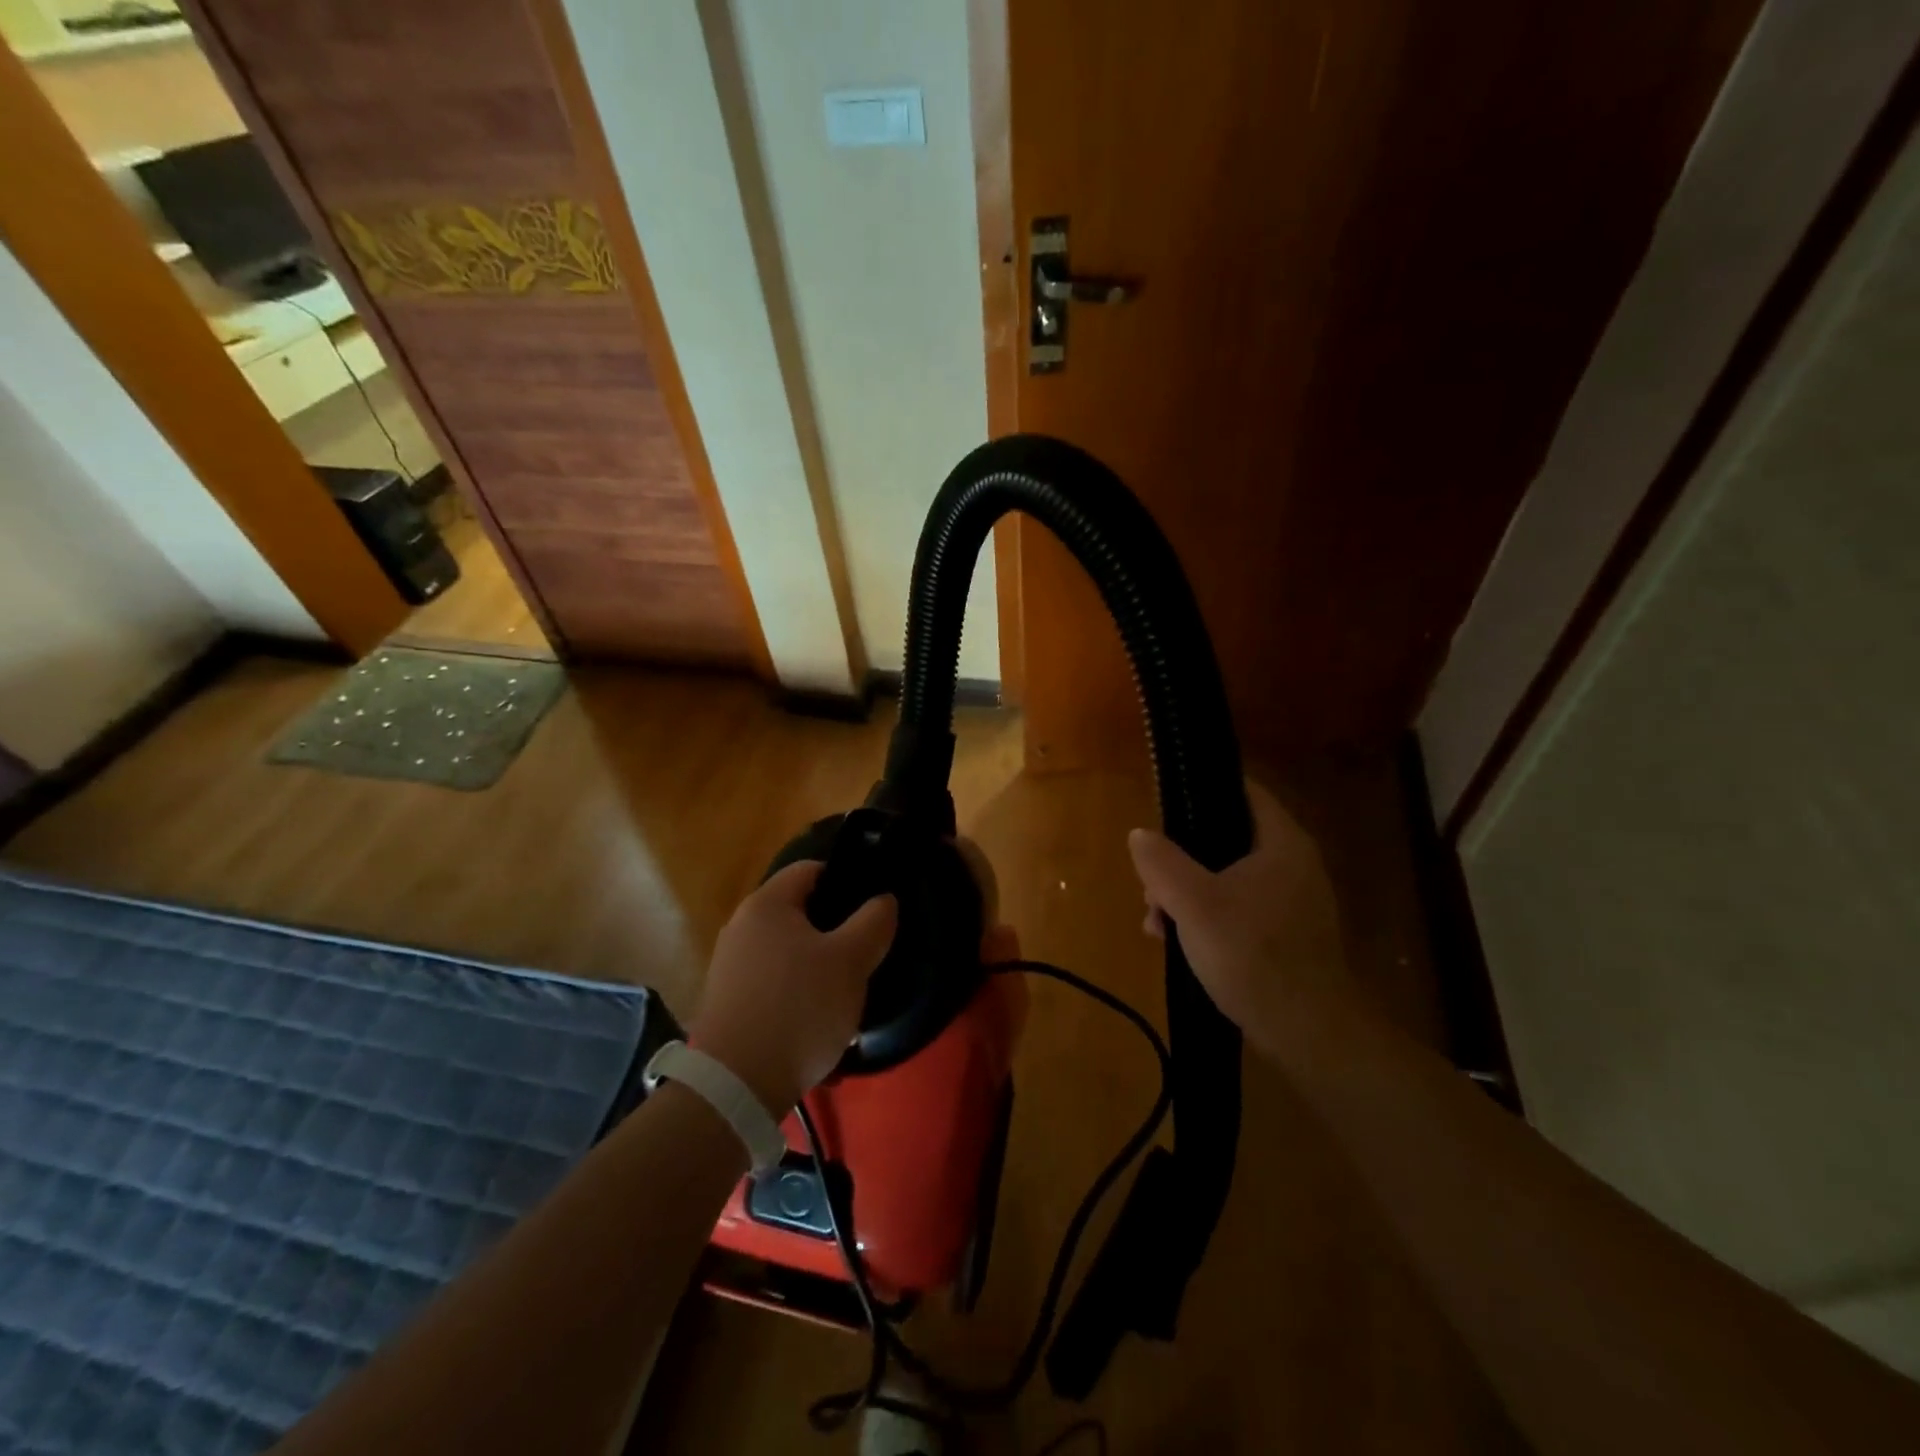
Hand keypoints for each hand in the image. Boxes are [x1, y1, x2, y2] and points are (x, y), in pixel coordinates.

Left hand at [690, 861, 896, 1113]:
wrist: (736, 1087)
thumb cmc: (799, 1008)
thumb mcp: (851, 961)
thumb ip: (873, 921)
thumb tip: (883, 899)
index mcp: (767, 904)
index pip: (811, 869)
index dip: (846, 879)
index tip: (873, 907)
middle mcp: (741, 926)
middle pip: (800, 912)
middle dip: (836, 930)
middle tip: (866, 953)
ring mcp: (730, 966)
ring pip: (789, 952)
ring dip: (819, 968)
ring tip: (847, 994)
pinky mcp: (728, 1002)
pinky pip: (774, 985)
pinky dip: (798, 996)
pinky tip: (818, 1024)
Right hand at [1128, 779, 1359, 1064]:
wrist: (1308, 1031)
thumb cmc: (1251, 954)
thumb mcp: (1192, 903)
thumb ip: (1162, 862)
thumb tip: (1140, 834)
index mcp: (1281, 843)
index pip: (1243, 791)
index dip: (1202, 791)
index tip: (1165, 806)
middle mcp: (1293, 863)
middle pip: (1226, 839)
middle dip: (1180, 860)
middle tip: (1150, 884)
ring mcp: (1292, 901)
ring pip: (1226, 878)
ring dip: (1187, 894)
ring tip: (1156, 922)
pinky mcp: (1287, 934)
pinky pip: (1238, 908)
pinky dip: (1207, 917)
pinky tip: (1179, 942)